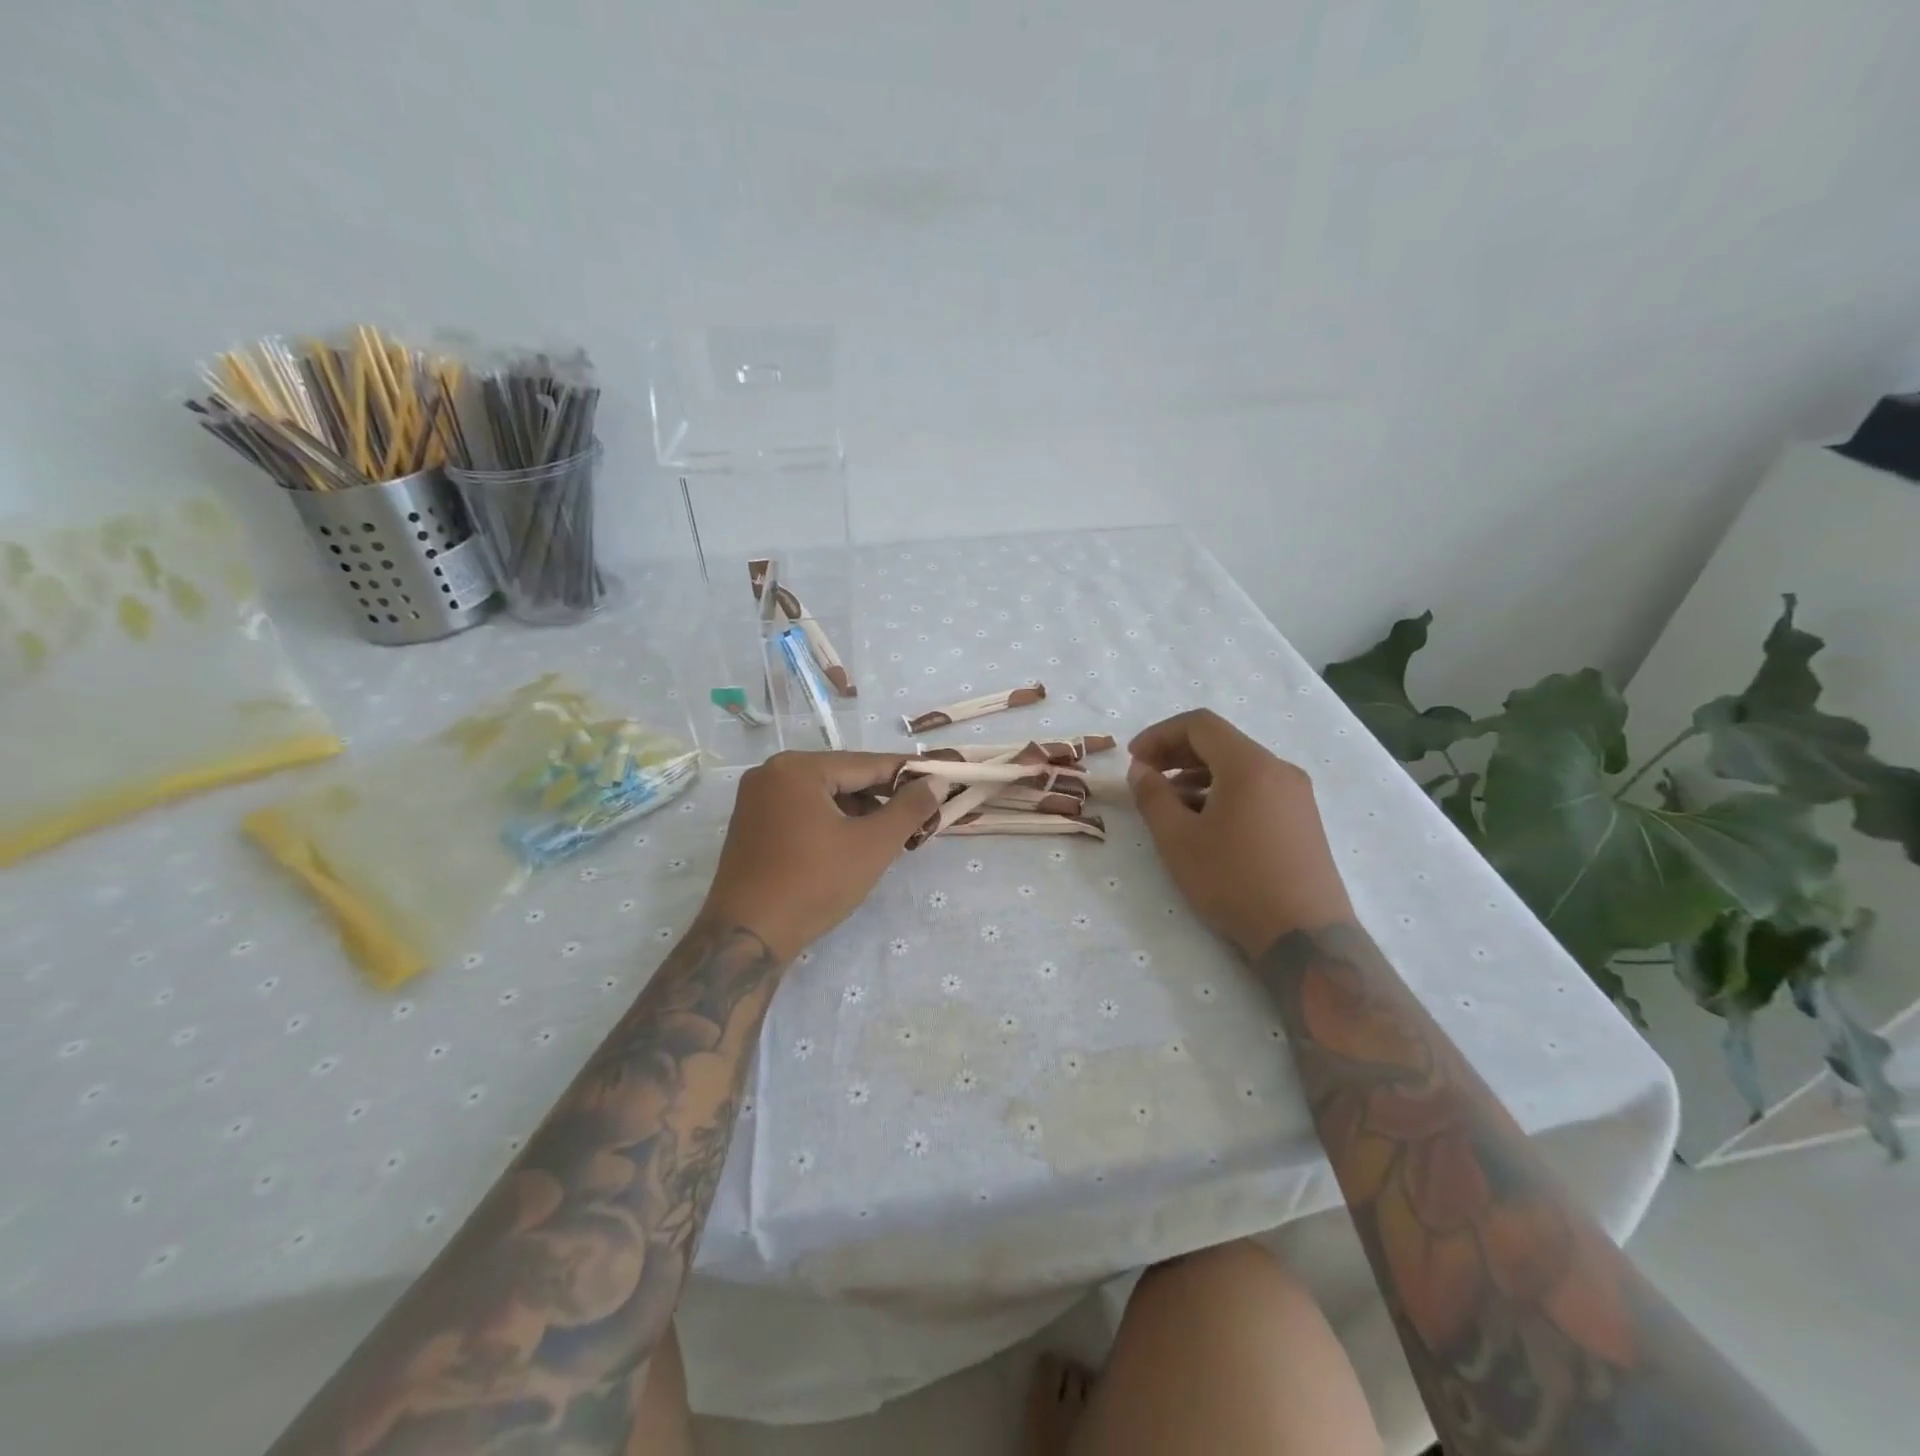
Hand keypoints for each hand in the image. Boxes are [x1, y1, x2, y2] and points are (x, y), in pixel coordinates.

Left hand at [699, 751, 940, 963]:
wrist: (746, 937)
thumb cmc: (813, 883)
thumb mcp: (872, 845)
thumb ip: (909, 808)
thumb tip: (935, 781)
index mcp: (797, 768)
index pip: (867, 763)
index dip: (908, 774)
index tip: (941, 778)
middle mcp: (772, 773)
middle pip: (843, 777)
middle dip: (883, 798)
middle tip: (920, 817)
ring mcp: (757, 800)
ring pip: (824, 796)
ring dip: (859, 813)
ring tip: (891, 838)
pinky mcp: (752, 826)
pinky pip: (803, 812)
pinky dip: (832, 823)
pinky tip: (854, 846)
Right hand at [1128, 709, 1352, 956]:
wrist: (1304, 936)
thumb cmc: (1234, 881)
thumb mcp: (1178, 839)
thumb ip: (1152, 796)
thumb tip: (1141, 770)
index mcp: (1249, 765)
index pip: (1199, 724)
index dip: (1159, 734)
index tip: (1133, 759)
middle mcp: (1279, 769)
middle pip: (1221, 742)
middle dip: (1177, 753)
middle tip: (1145, 777)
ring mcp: (1296, 795)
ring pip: (1238, 767)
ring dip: (1198, 775)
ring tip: (1169, 804)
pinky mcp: (1303, 820)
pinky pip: (1256, 789)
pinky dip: (1223, 792)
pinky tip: (1204, 823)